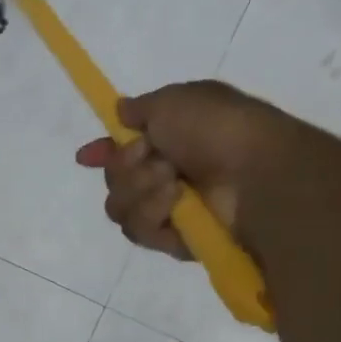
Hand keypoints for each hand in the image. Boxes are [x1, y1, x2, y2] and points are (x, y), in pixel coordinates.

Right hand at [75, 80, 293, 258]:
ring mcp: (169, 211)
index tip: (86, 156)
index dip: (103, 153)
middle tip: (153, 158)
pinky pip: (140, 231)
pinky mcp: (173, 241)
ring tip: (172, 180)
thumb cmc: (218, 128)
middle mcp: (165, 175)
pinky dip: (154, 213)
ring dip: (140, 190)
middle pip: (114, 181)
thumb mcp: (175, 100)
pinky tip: (176, 201)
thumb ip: (141, 108)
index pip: (122, 151)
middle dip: (125, 167)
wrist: (255, 173)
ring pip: (120, 208)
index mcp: (169, 140)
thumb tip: (121, 112)